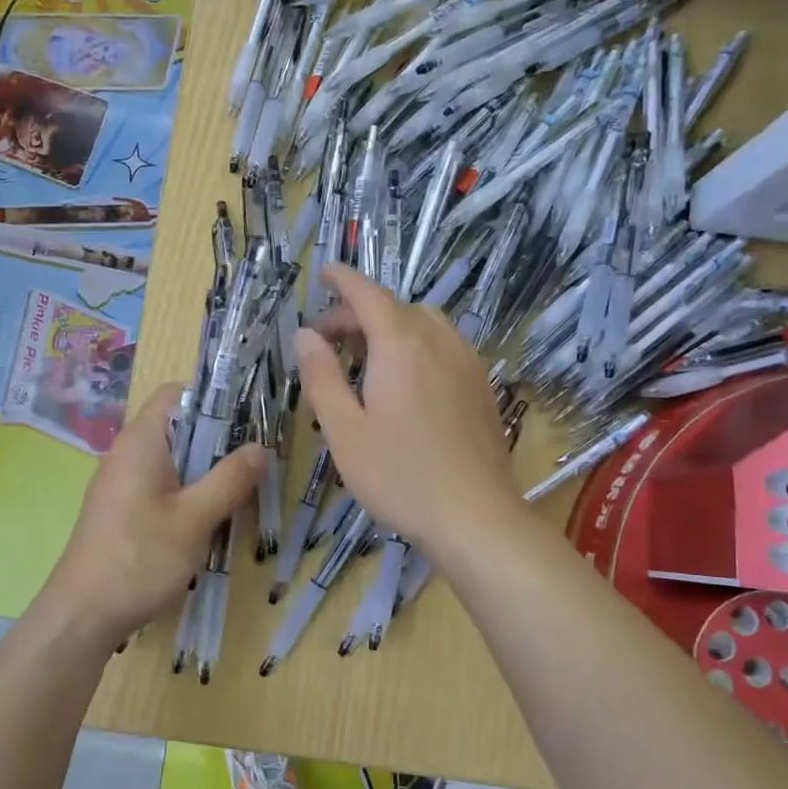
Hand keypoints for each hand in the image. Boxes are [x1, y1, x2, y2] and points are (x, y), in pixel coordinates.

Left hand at [42, 382, 264, 641]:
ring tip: (240, 489)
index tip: (247, 419)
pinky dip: (186, 492)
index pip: (175, 393)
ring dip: (204, 470)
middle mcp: (126, 453)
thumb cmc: (140, 558)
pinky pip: (159, 486)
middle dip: (217, 439)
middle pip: (177, 427)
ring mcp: (120, 483)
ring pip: (171, 460)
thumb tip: (260, 447)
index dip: (212, 398)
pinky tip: (208, 519)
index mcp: (140, 441)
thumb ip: (229, 479)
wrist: (82, 615)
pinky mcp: (120, 511)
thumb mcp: (194, 519)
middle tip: (254, 459)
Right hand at [296, 263, 521, 557]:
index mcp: (400, 346)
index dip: (344, 280)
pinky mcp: (482, 386)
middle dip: (359, 312)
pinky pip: (445, 345)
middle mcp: (438, 342)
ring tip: (366, 357)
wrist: (475, 516)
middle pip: (396, 308)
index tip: (324, 273)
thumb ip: (321, 377)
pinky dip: (418, 344)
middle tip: (328, 340)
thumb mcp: (344, 430)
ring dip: (391, 327)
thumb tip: (305, 335)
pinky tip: (406, 379)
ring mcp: (467, 363)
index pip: (368, 295)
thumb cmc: (399, 476)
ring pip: (425, 324)